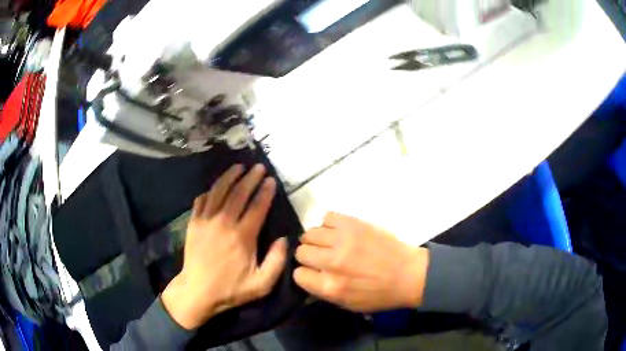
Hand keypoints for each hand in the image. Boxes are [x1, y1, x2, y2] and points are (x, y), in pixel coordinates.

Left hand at [162, 164, 287, 329]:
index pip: (257, 207)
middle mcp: (224, 223)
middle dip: (251, 178)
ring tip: (239, 166)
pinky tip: (216, 187)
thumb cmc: (230, 289)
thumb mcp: (261, 285)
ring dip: (230, 177)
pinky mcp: (194, 223)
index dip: (265, 192)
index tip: (271, 181)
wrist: (197, 291)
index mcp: (243, 237)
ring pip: (219, 191)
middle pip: (239, 193)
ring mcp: (206, 221)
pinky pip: (202, 200)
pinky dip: (210, 191)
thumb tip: (284, 239)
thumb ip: (276, 262)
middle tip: (259, 167)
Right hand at [293, 213, 428, 312]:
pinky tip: (338, 232)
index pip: (298, 274)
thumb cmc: (380, 294)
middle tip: (322, 257)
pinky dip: (329, 224)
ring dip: (317, 240)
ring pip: (310, 233)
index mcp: (330, 286)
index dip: (305, 274)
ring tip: (329, 243)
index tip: (313, 272)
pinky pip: (327, 216)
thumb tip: (306, 279)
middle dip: (309, 256)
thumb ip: (323, 292)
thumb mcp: (348, 305)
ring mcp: (342, 240)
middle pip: (301, 251)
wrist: (409, 274)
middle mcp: (332, 262)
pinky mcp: (353, 223)